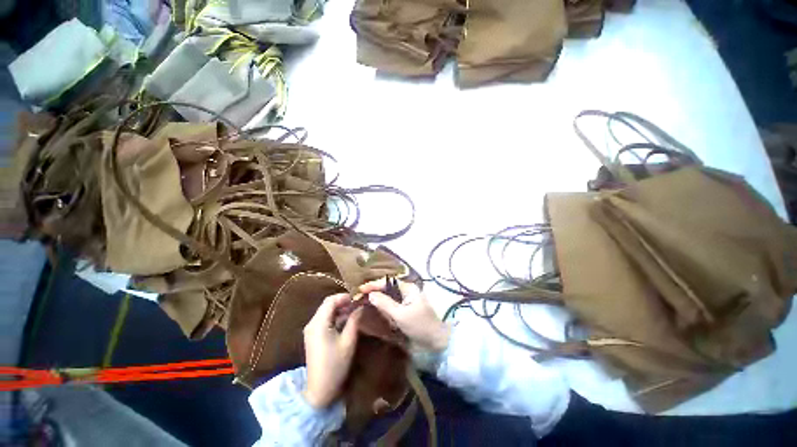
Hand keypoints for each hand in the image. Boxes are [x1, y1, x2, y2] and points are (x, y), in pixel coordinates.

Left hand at [302, 293, 362, 408]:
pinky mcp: (312, 336)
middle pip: (327, 304)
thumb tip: (360, 306)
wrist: (319, 390)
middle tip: (357, 303)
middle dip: (342, 302)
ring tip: (354, 310)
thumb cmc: (335, 365)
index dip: (344, 296)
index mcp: (319, 324)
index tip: (357, 298)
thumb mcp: (348, 341)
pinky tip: (346, 320)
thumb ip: (354, 321)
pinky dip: (335, 317)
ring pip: (325, 311)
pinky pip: (324, 319)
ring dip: (339, 309)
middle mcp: (312, 324)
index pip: (330, 301)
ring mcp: (311, 330)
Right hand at [360, 279, 449, 352]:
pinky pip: (393, 304)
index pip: (388, 282)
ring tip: (366, 300)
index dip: (374, 284)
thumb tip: (371, 294)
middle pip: (388, 287)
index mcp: (408, 288)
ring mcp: (408, 300)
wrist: (437, 341)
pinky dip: (385, 307)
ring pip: (390, 296)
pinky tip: (378, 310)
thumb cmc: (420, 326)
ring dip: (379, 299)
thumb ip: (385, 304)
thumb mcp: (401, 315)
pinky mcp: (407, 309)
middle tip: (361, 295)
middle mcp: (408, 291)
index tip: (361, 289)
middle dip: (375, 291)